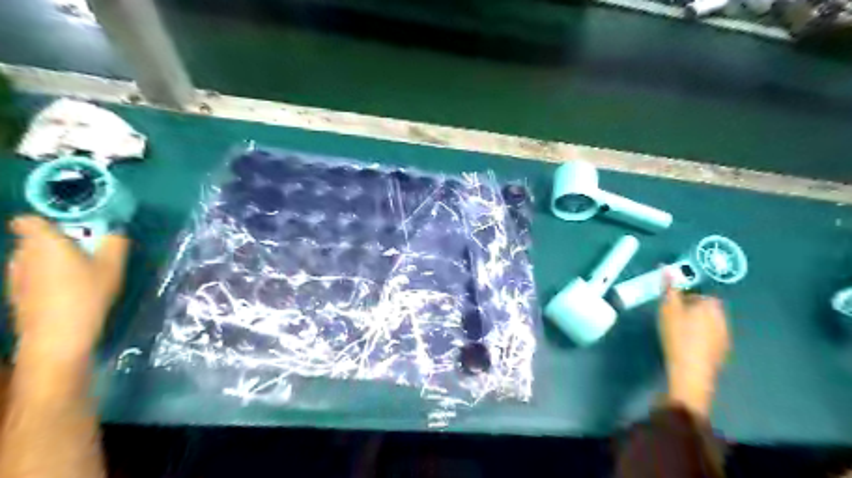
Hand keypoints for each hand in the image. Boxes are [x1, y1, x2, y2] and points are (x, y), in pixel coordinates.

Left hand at [3, 215, 128, 364]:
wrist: (57, 336)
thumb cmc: (87, 294)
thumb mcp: (113, 266)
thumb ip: (116, 243)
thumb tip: (116, 231)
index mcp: (44, 242)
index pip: (29, 220)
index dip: (49, 222)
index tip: (74, 231)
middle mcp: (22, 254)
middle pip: (35, 239)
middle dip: (58, 243)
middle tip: (88, 255)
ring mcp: (14, 276)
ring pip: (33, 259)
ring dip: (53, 262)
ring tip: (80, 276)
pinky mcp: (15, 295)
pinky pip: (32, 277)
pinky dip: (47, 279)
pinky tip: (68, 294)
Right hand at [661, 273, 727, 417]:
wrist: (691, 371)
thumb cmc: (678, 335)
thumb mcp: (668, 308)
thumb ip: (669, 288)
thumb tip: (666, 266)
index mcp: (711, 305)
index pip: (700, 294)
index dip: (685, 298)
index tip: (671, 305)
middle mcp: (723, 318)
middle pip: (706, 308)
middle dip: (692, 310)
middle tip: (672, 318)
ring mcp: (725, 337)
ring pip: (709, 323)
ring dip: (697, 324)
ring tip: (678, 332)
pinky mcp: (722, 352)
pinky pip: (711, 338)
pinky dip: (700, 338)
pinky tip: (687, 345)